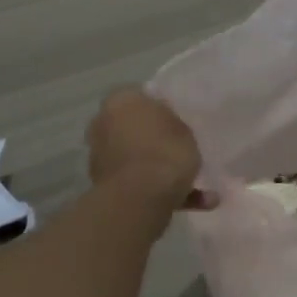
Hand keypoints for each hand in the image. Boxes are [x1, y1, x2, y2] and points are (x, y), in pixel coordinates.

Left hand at [85, 88, 201, 203]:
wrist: (140, 198)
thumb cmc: (164, 151)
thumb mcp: (183, 127)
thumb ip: (172, 122)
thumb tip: (165, 123)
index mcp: (120, 101)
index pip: (140, 97)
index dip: (160, 108)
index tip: (177, 121)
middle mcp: (102, 124)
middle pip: (134, 128)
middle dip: (154, 140)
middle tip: (180, 149)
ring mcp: (100, 157)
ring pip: (136, 158)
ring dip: (159, 169)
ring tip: (197, 184)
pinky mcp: (104, 186)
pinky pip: (137, 182)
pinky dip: (159, 189)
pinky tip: (192, 200)